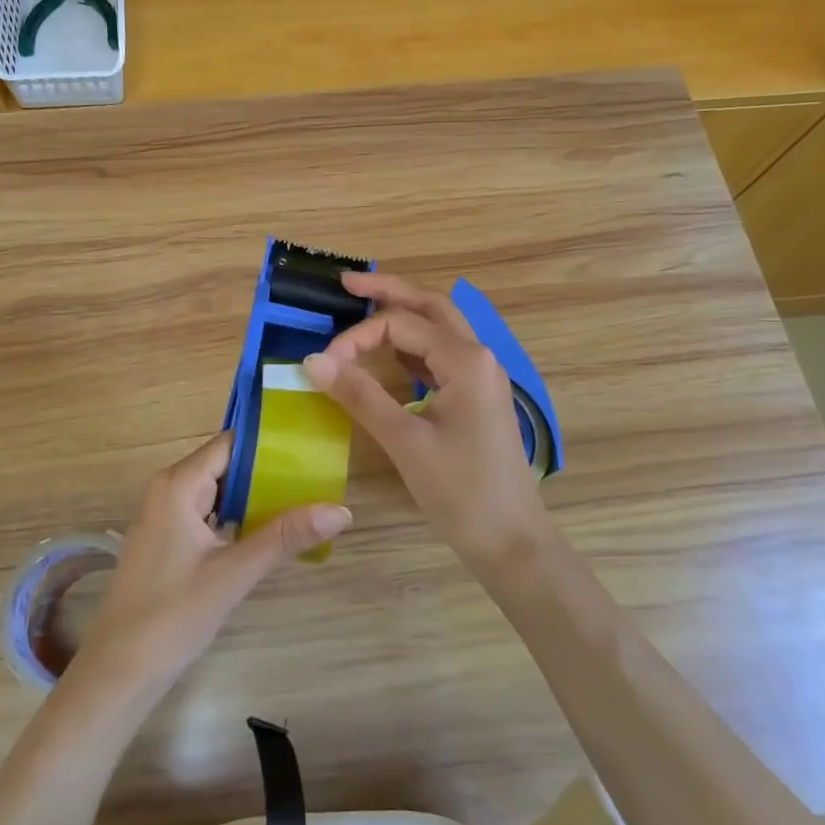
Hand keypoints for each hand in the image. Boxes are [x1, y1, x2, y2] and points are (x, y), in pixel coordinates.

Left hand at [72, 432, 352, 693]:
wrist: (118, 671)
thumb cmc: (173, 615)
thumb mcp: (234, 573)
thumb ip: (285, 537)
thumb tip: (341, 510)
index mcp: (177, 485)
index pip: (229, 444)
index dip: (268, 445)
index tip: (309, 448)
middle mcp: (167, 490)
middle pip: (224, 466)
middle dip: (267, 472)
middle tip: (316, 478)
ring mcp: (164, 516)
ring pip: (217, 492)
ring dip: (254, 498)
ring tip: (303, 500)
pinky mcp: (167, 541)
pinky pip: (207, 515)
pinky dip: (236, 519)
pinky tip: (268, 533)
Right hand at [303, 272, 546, 561]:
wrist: (512, 540)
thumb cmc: (461, 491)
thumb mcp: (405, 441)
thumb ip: (360, 395)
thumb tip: (313, 360)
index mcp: (466, 360)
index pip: (401, 324)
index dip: (357, 337)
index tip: (324, 364)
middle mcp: (478, 357)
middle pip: (430, 306)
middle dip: (389, 291)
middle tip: (347, 284)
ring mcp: (481, 377)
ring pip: (439, 329)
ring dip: (403, 315)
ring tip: (363, 308)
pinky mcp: (477, 397)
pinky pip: (442, 356)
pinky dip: (413, 346)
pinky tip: (390, 355)